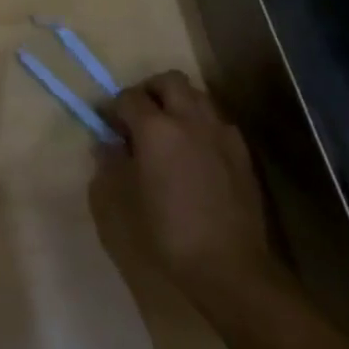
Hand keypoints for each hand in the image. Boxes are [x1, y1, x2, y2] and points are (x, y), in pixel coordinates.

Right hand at [105, 72, 285, 303]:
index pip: (129, 97)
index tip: (106, 123)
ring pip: (198, 96)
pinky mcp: (242, 152)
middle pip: (169, 81)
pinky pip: (218, 122)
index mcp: (155, 128)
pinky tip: (196, 151)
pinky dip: (202, 124)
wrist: (230, 267)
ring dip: (179, 103)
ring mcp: (220, 133)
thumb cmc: (167, 233)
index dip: (113, 107)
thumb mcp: (124, 201)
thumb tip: (107, 145)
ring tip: (169, 130)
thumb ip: (111, 164)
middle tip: (139, 115)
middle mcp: (189, 119)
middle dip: (150, 90)